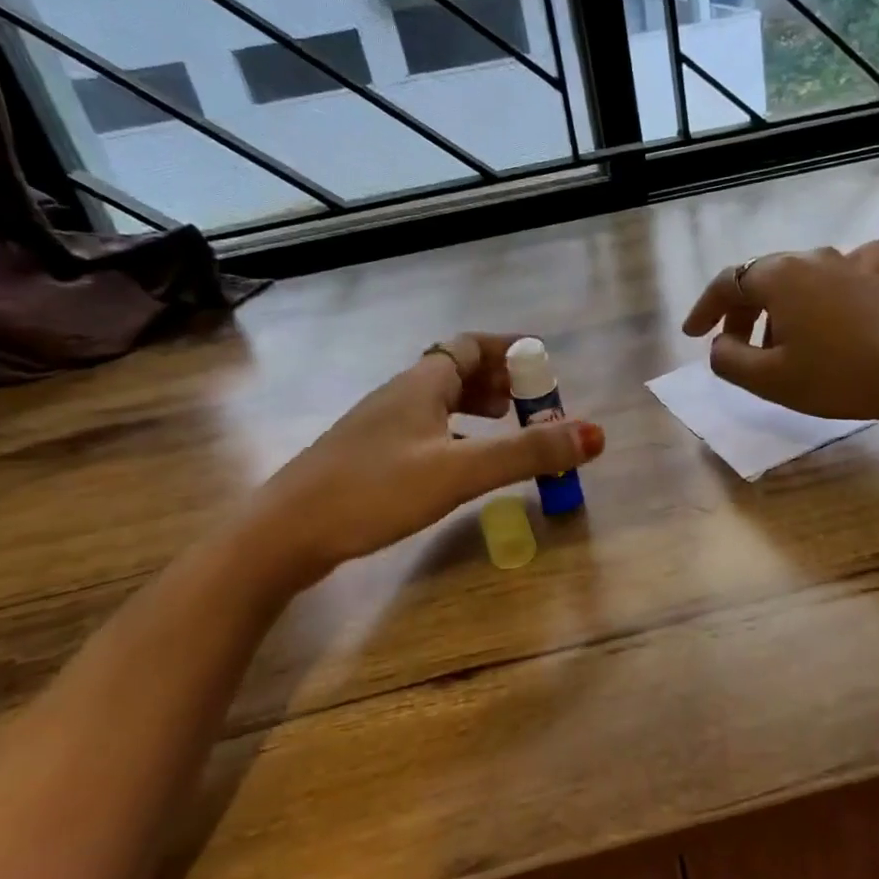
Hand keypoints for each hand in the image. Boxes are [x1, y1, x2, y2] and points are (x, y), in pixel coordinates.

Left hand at [235, 334, 603, 594]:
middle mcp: (400, 394)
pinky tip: (462, 462)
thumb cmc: (373, 491)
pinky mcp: (369, 456)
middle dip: (500, 380)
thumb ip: (526, 453)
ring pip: (440, 401)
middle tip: (533, 405)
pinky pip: (426, 428)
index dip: (510, 348)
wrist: (285, 533)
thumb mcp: (459, 471)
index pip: (471, 344)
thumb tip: (594, 434)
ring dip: (478, 407)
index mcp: (421, 384)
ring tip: (507, 428)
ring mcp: (381, 426)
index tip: (544, 363)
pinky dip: (457, 433)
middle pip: (457, 370)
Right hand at [681, 241, 878, 435]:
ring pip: (800, 275)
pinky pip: (846, 268)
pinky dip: (831, 283)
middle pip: (761, 277)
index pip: (726, 283)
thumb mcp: (769, 379)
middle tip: (733, 344)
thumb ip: (728, 360)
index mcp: (777, 277)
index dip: (704, 309)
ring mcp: (850, 263)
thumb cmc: (838, 376)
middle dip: (741, 310)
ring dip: (781, 304)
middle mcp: (810, 258)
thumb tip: (720, 345)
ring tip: (781, 339)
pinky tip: (837, 297)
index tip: (692, 335)